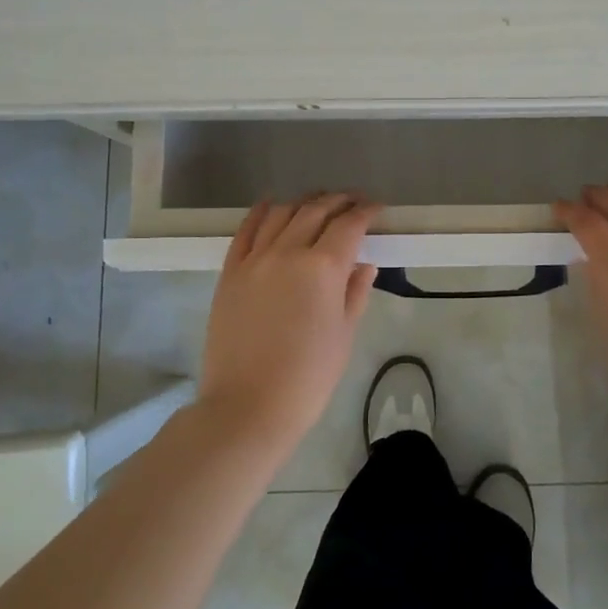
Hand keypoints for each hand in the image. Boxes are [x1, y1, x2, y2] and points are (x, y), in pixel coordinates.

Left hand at [196, 194, 380, 457]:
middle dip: (338, 201)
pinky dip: (262, 212)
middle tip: (353, 202)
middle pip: (316, 210)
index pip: (349, 225)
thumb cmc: (308, 378)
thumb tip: (363, 264)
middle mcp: (288, 252)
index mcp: (323, 268)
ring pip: (282, 213)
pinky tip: (271, 205)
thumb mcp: (344, 335)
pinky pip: (246, 230)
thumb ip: (355, 292)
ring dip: (304, 203)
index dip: (366, 212)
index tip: (377, 209)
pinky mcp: (230, 272)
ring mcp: (255, 259)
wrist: (247, 407)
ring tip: (317, 204)